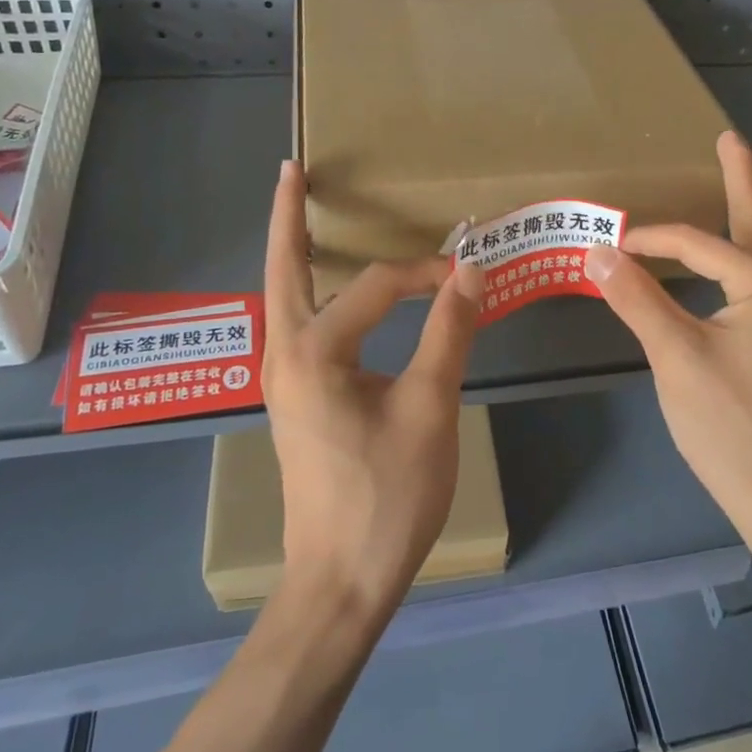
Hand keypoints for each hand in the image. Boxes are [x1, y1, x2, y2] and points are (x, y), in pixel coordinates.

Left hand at [262, 160, 484, 615]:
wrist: (340, 581)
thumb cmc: (388, 496)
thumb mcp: (430, 407)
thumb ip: (448, 331)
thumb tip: (470, 270)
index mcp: (314, 351)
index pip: (377, 286)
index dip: (426, 274)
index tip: (468, 276)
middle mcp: (284, 354)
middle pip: (283, 268)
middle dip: (289, 217)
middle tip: (291, 170)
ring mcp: (281, 378)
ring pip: (282, 296)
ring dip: (291, 251)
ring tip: (299, 213)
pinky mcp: (292, 397)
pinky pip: (295, 323)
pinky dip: (304, 288)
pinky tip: (324, 287)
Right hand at [583, 131, 751, 547]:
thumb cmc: (729, 424)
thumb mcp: (675, 356)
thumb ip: (637, 297)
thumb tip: (599, 249)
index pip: (695, 242)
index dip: (648, 237)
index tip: (607, 243)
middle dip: (740, 178)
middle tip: (730, 138)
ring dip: (738, 213)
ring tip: (733, 175)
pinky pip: (749, 278)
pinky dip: (730, 253)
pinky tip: (720, 255)